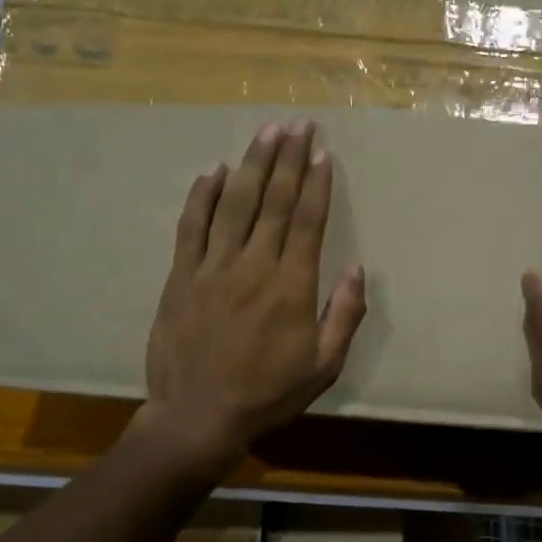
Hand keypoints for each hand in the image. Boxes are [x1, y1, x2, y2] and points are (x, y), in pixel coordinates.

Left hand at [142, 120, 366, 477]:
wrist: (197, 417)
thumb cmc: (268, 393)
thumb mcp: (323, 366)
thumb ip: (344, 315)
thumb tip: (359, 268)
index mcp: (292, 285)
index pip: (309, 220)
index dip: (318, 182)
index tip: (324, 151)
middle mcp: (255, 265)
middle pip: (275, 200)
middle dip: (290, 158)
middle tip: (299, 123)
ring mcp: (213, 267)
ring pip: (236, 203)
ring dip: (253, 163)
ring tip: (267, 131)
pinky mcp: (182, 275)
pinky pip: (192, 226)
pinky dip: (202, 195)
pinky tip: (214, 169)